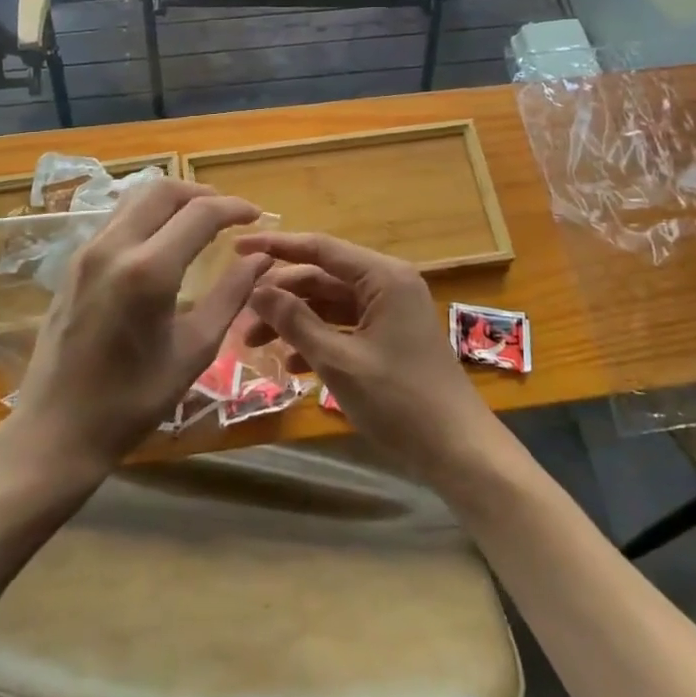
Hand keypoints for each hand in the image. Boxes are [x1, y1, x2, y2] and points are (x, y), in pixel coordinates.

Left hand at [10, 179, 266, 475]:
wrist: (55, 431)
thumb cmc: (132, 401)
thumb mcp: (194, 351)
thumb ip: (231, 295)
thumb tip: (260, 258)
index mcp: (148, 270)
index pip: (200, 214)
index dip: (234, 208)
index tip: (257, 216)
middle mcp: (114, 247)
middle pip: (163, 190)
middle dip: (202, 193)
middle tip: (229, 214)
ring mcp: (88, 252)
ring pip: (136, 198)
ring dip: (173, 199)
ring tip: (200, 221)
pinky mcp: (74, 263)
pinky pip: (117, 218)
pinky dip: (148, 214)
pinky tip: (164, 240)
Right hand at [239, 231, 497, 484]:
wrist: (457, 449)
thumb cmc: (399, 400)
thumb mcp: (339, 361)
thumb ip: (296, 321)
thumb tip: (257, 289)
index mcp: (382, 276)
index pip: (320, 248)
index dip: (276, 247)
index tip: (237, 247)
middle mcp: (387, 283)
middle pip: (323, 277)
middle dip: (282, 295)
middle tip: (241, 313)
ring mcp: (390, 310)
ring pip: (331, 304)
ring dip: (295, 320)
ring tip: (254, 342)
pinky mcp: (390, 336)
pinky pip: (345, 325)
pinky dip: (318, 338)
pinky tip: (291, 362)